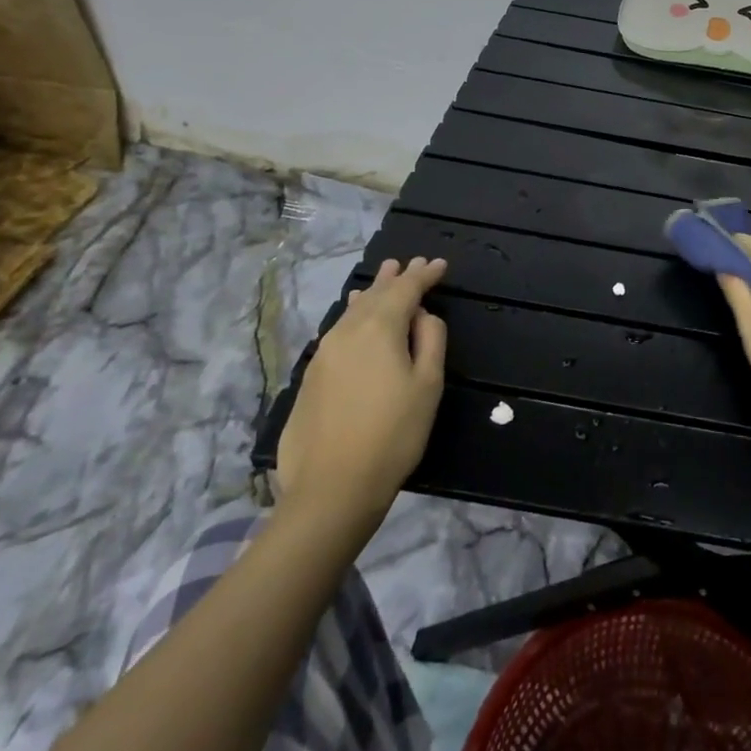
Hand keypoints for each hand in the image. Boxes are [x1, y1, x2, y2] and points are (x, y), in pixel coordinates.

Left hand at [277, 256, 447, 521]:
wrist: (332, 487)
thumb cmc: (393, 433)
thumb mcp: (428, 384)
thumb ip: (431, 340)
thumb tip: (423, 315)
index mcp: (379, 328)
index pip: (405, 289)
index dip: (424, 275)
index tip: (439, 264)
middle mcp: (347, 331)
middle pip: (374, 295)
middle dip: (395, 278)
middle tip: (409, 263)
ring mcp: (323, 354)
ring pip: (351, 311)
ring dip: (371, 293)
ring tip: (381, 278)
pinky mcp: (311, 377)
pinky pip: (338, 330)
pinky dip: (353, 315)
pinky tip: (353, 316)